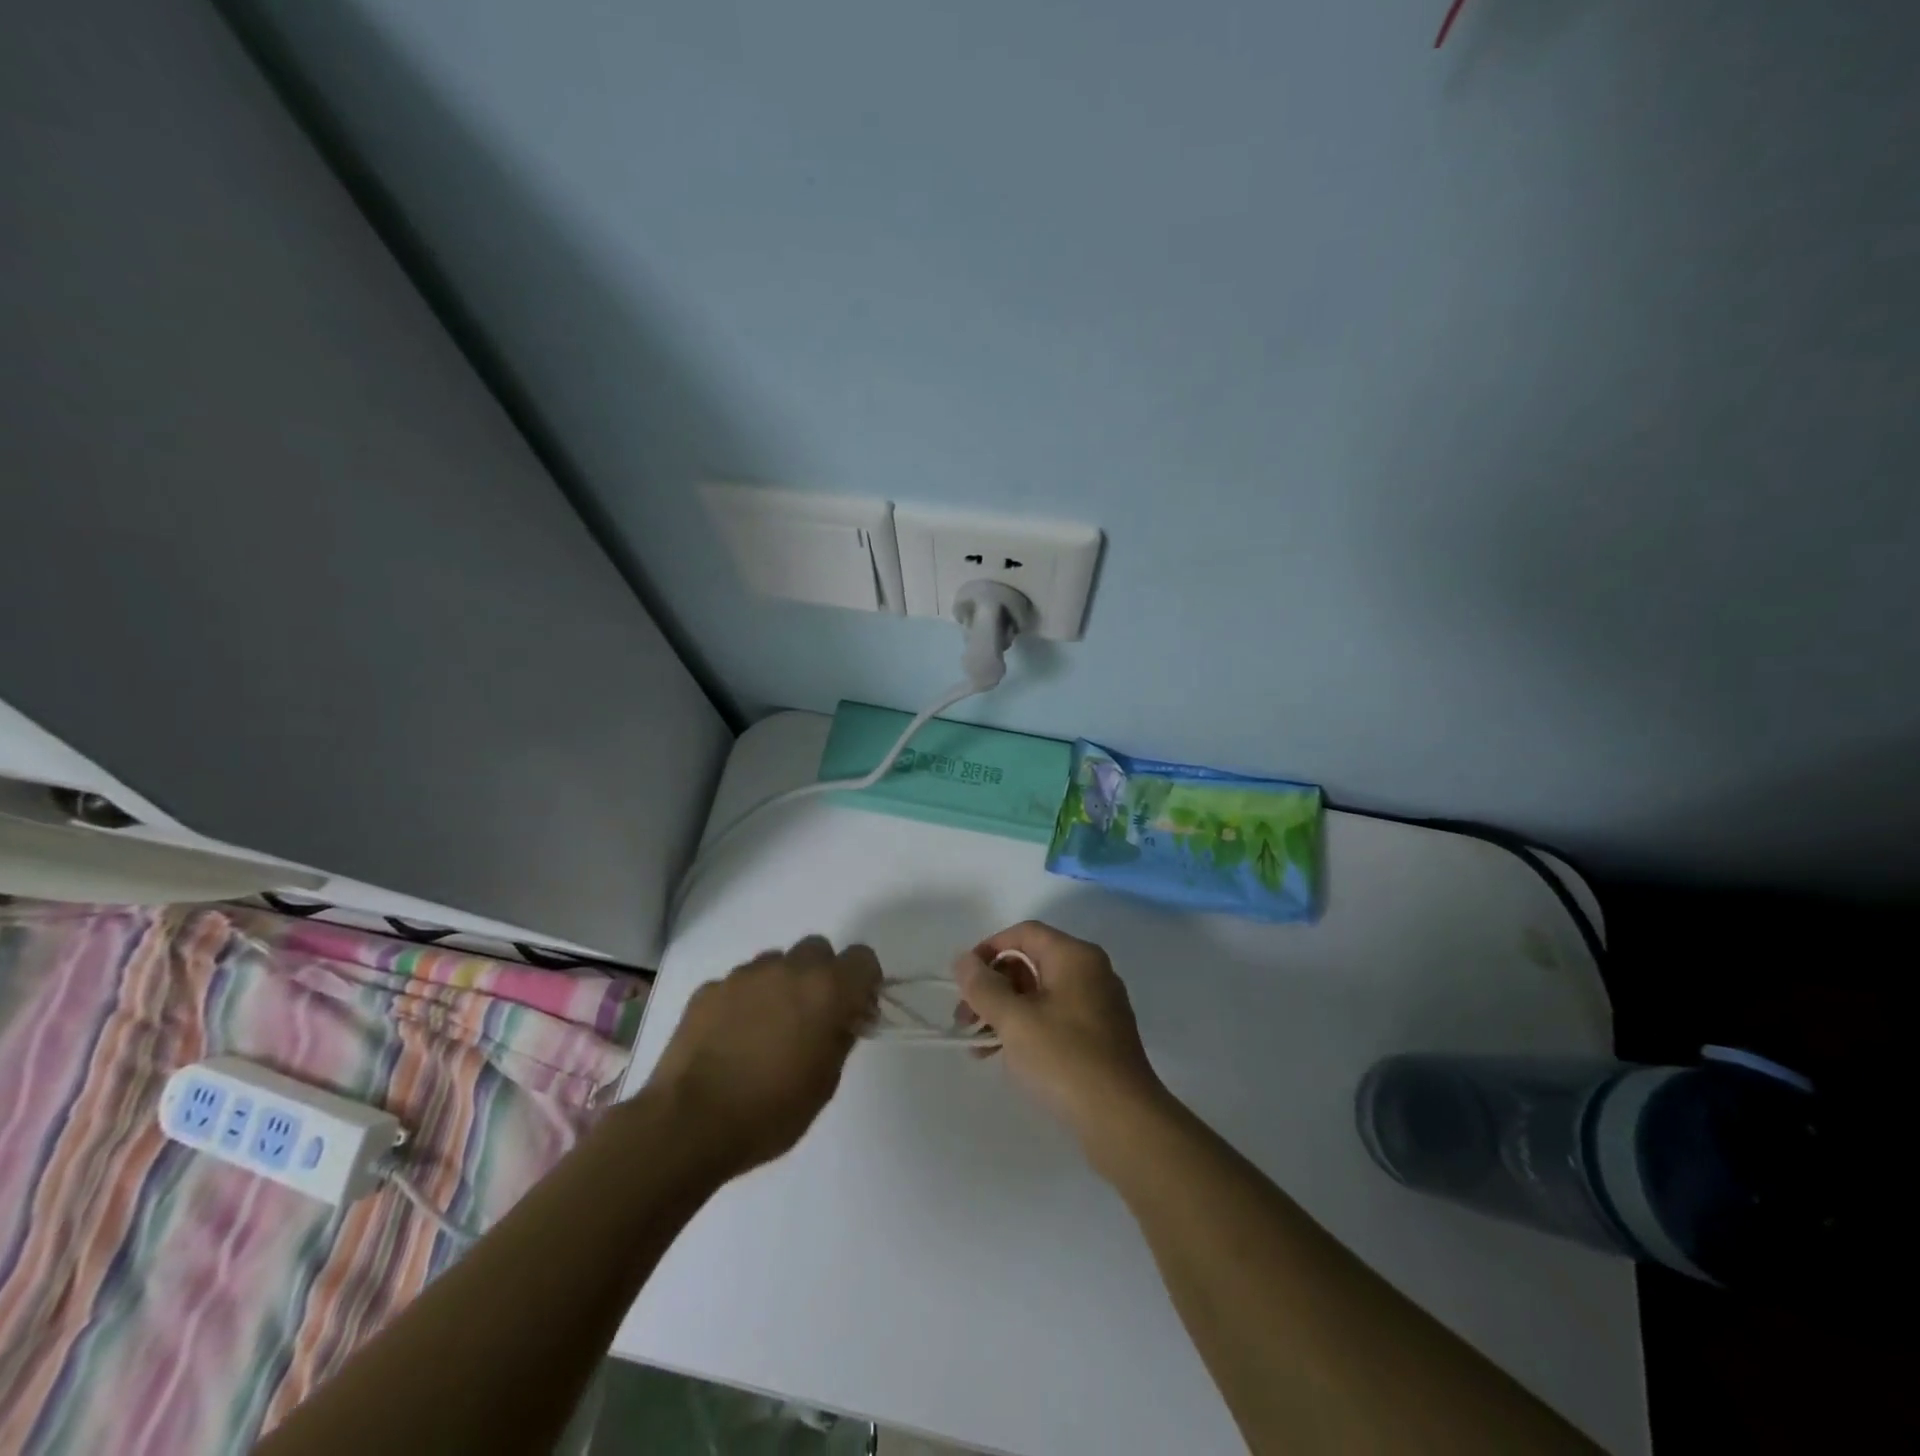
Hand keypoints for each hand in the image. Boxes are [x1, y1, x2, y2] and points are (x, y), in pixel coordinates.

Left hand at [646, 935, 880, 1177]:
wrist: (689, 1123)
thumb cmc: (771, 1110)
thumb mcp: (825, 1083)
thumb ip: (841, 1037)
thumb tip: (843, 1018)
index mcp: (826, 989)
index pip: (863, 958)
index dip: (863, 982)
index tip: (854, 1011)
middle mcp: (788, 969)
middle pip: (817, 950)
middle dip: (821, 976)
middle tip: (811, 1017)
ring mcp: (744, 975)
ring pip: (776, 963)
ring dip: (781, 985)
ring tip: (766, 1030)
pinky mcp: (709, 988)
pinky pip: (739, 984)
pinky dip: (744, 1002)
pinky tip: (731, 1039)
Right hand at [953, 921, 1169, 1152]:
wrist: (1123, 1121)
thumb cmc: (1065, 1059)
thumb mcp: (1014, 1020)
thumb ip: (983, 986)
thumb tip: (963, 960)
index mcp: (1075, 957)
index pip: (1024, 933)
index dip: (988, 949)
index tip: (963, 979)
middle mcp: (1090, 972)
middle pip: (1031, 962)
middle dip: (993, 987)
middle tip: (965, 1018)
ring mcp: (1098, 1005)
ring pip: (1040, 994)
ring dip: (1005, 1012)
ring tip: (978, 1045)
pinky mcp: (1100, 1037)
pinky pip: (1055, 1018)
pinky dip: (1027, 1029)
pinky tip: (1007, 1057)